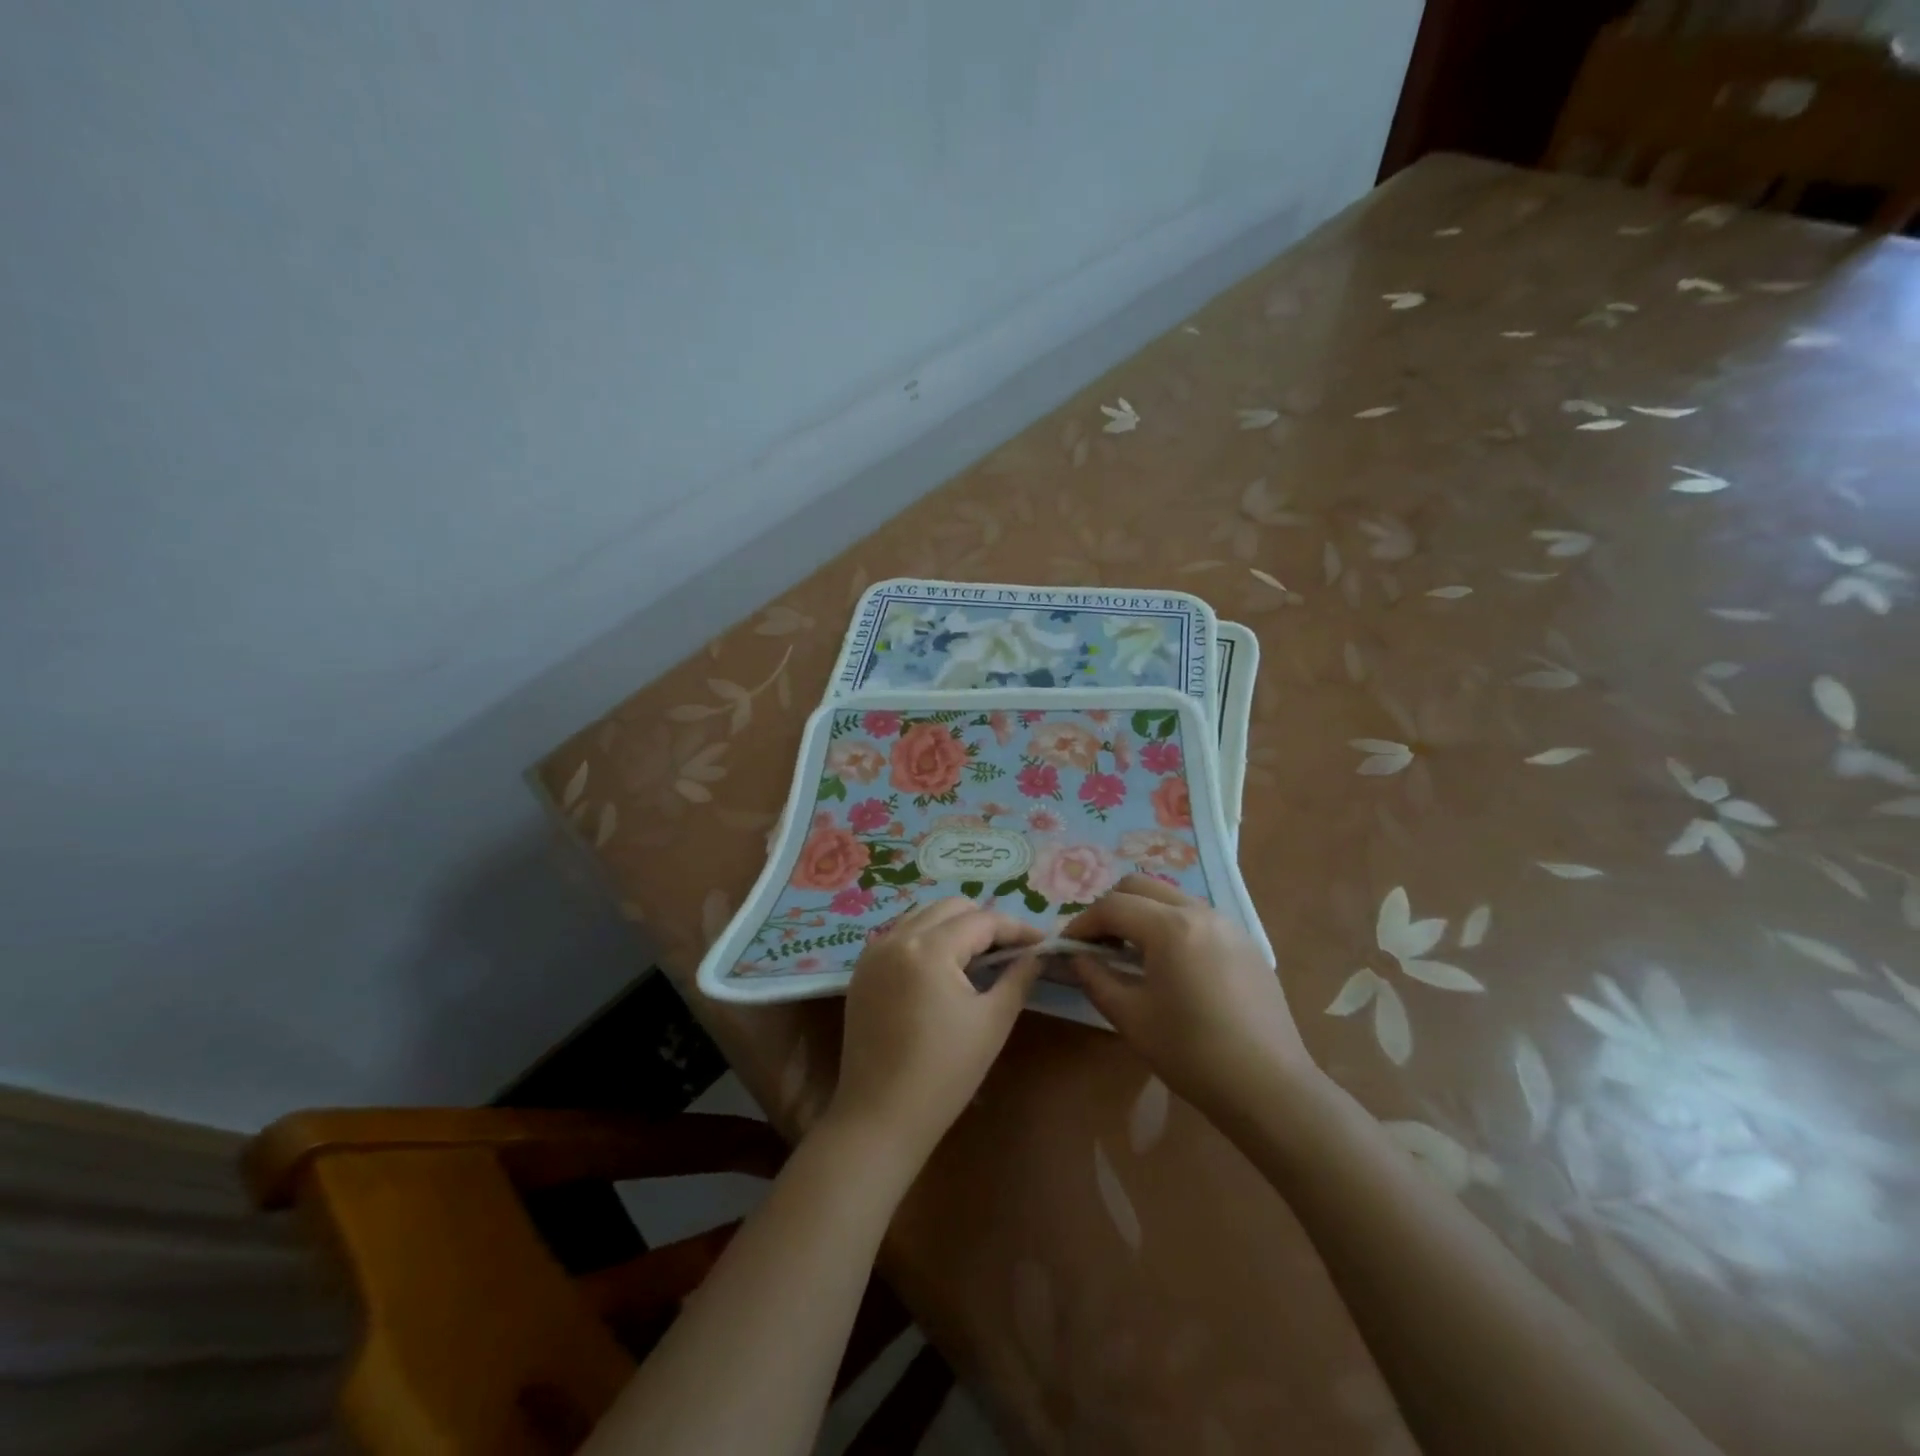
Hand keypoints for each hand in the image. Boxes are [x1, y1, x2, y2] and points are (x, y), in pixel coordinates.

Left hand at [828, 898, 1043, 1163]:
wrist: (880, 1118)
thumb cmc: (944, 1074)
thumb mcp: (992, 1022)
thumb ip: (1018, 977)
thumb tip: (1038, 954)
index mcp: (928, 948)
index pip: (982, 920)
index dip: (1017, 929)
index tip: (1043, 943)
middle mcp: (896, 938)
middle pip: (951, 908)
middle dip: (985, 922)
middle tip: (1011, 952)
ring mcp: (873, 953)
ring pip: (923, 916)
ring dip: (954, 927)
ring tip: (979, 958)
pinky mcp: (862, 971)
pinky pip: (900, 935)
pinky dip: (926, 939)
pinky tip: (943, 969)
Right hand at [1065, 875, 1316, 1116]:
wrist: (1270, 1088)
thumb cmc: (1192, 1053)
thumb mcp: (1131, 1018)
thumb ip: (1096, 978)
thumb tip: (1077, 957)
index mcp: (1169, 927)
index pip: (1112, 906)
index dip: (1082, 923)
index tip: (1066, 946)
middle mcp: (1199, 912)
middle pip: (1140, 887)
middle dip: (1111, 908)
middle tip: (1096, 944)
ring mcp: (1228, 924)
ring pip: (1170, 897)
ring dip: (1142, 913)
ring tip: (1130, 953)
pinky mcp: (1246, 943)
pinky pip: (1196, 917)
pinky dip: (1170, 925)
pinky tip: (1169, 965)